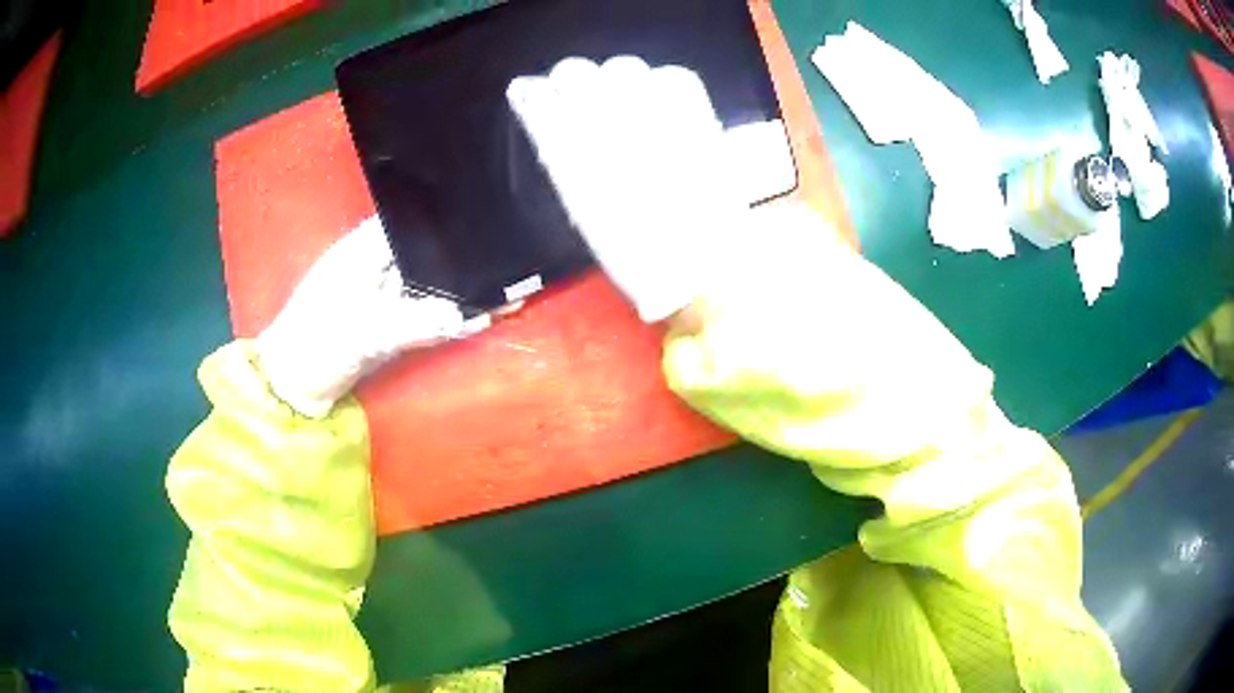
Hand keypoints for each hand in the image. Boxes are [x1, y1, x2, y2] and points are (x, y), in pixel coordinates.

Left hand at [256, 216, 485, 417]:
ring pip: (429, 282)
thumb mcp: (363, 332)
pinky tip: (481, 316)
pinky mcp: (387, 322)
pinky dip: (450, 316)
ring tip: (507, 285)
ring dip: (461, 287)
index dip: (445, 217)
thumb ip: (414, 322)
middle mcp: (376, 265)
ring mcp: (382, 295)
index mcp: (363, 250)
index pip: (411, 222)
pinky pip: (426, 314)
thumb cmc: (316, 345)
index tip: (486, 218)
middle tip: (509, 253)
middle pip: (426, 251)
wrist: (293, 386)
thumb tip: (464, 314)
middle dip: (462, 254)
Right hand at [507, 56, 747, 322]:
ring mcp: (649, 105)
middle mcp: (601, 114)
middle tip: (585, 101)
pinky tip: (663, 107)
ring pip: (621, 66)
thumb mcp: (584, 206)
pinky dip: (662, 85)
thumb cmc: (633, 250)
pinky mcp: (692, 107)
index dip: (536, 95)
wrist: (699, 259)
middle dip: (573, 82)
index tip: (536, 97)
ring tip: (629, 105)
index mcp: (566, 145)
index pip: (538, 98)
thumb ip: (565, 159)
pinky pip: (670, 75)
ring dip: (617, 81)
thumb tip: (555, 123)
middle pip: (574, 71)